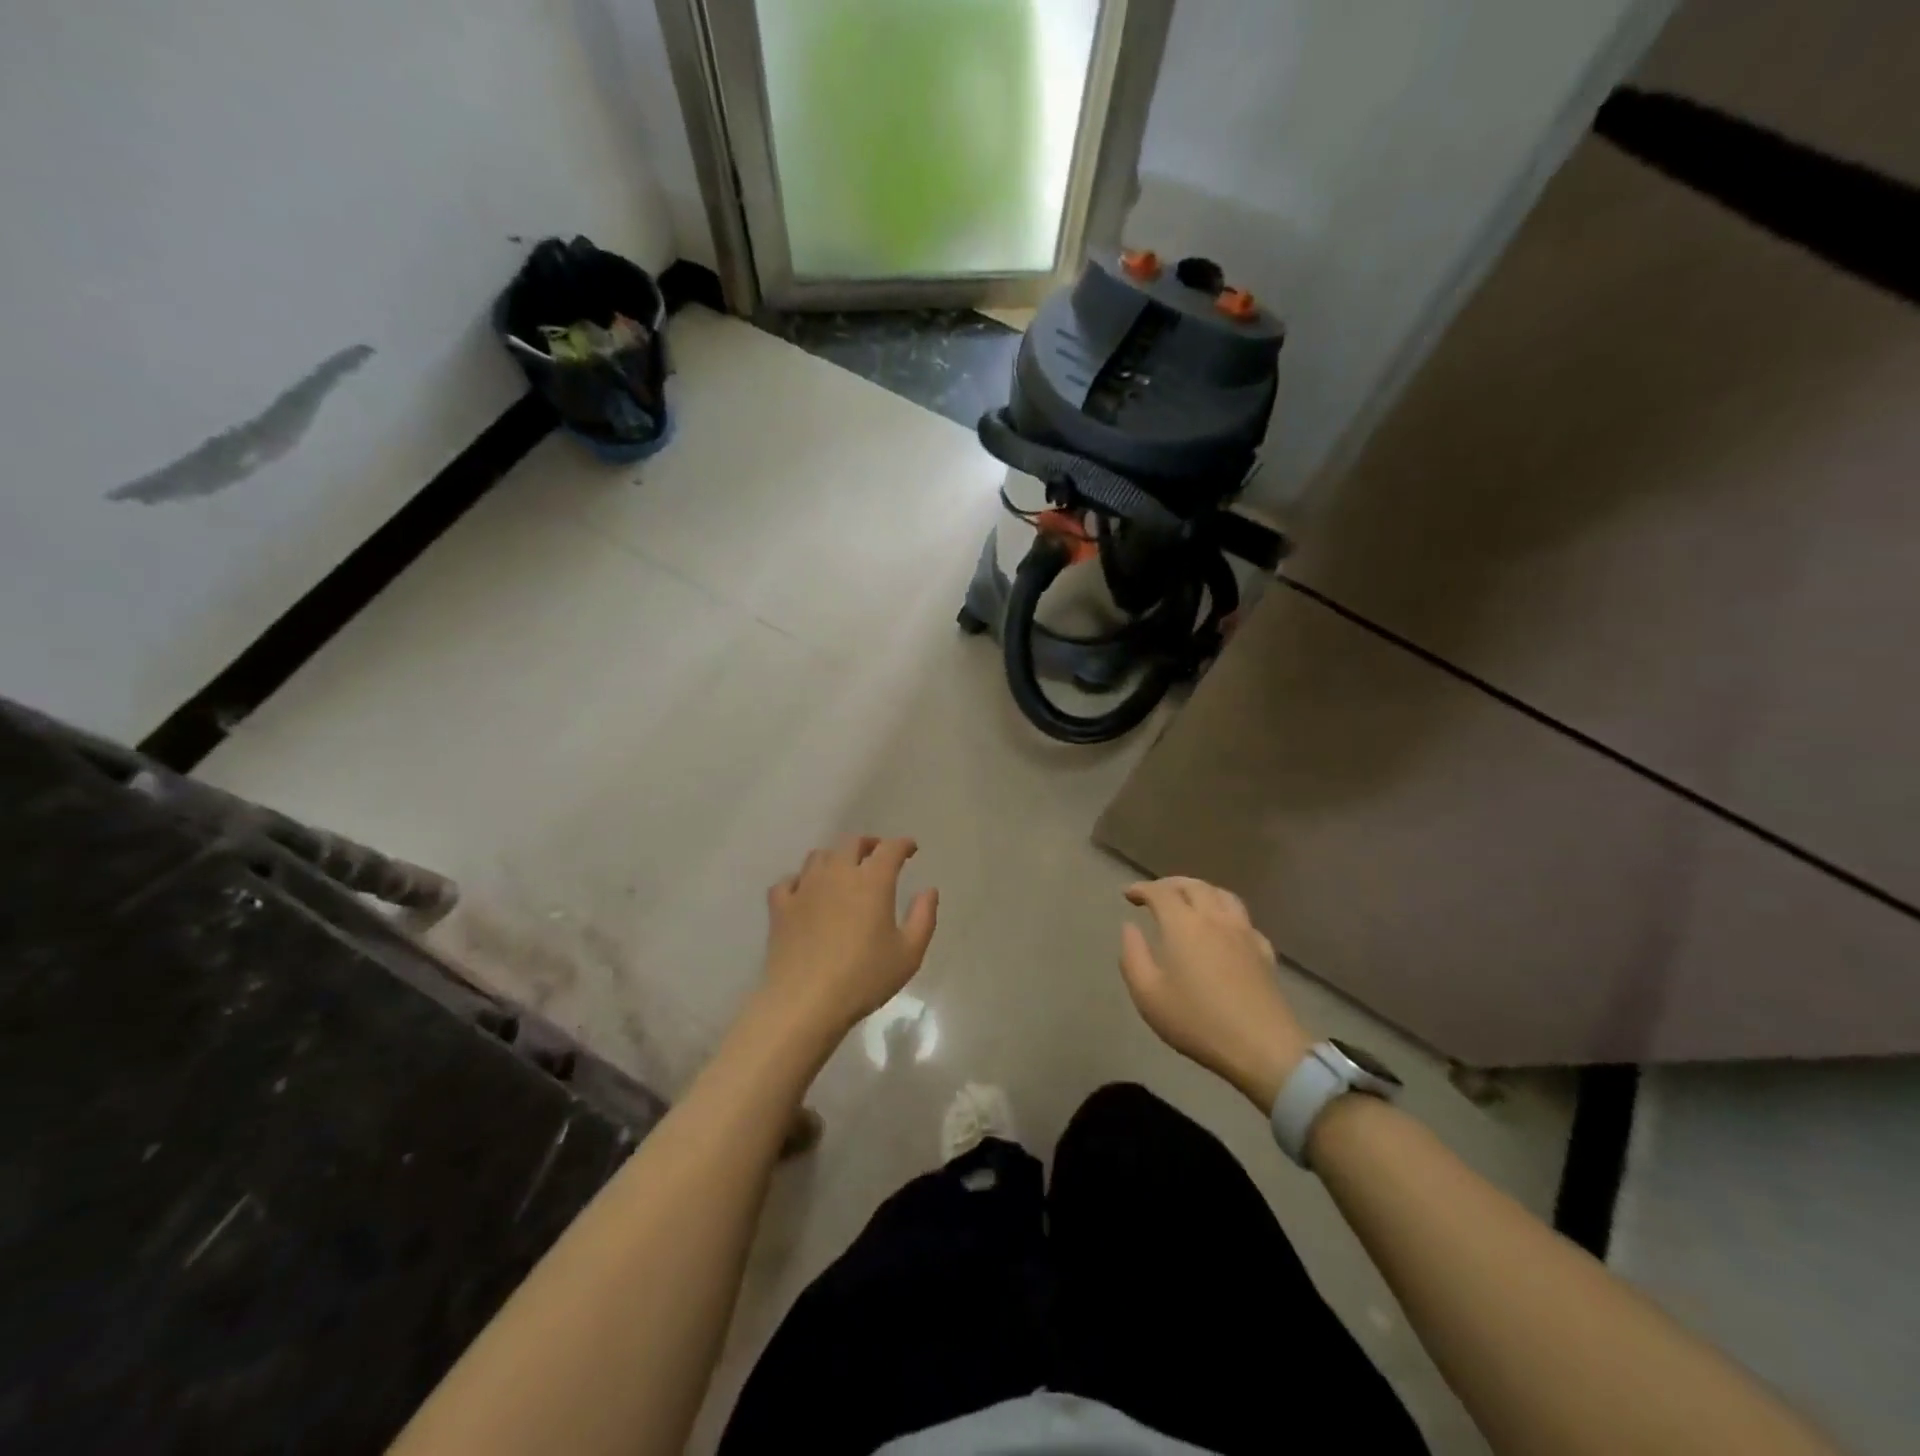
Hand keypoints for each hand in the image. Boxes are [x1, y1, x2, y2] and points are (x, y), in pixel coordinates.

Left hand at [761, 836, 938, 1039]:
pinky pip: (788, 882)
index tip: (910, 849)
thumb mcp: (909, 953)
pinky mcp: (780, 907)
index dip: (902, 844)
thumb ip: (924, 917)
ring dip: (835, 858)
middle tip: (877, 855)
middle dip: (868, 844)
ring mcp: (805, 888)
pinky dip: (800, 881)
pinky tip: (805, 892)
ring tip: (843, 871)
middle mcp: (837, 874)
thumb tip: (929, 890)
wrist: (804, 1001)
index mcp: (872, 881)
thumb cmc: (864, 978)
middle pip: (851, 843)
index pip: (890, 849)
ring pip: (819, 857)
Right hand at [1120, 877, 1312, 1111]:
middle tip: (1154, 893)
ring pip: (1222, 895)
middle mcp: (1214, 918)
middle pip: (1193, 886)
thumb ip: (1133, 956)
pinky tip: (1223, 928)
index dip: (1141, 888)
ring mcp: (1243, 932)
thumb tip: (1130, 928)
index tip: (1128, 894)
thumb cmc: (1197, 1021)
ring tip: (1189, 900)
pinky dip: (1225, 912)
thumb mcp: (1148, 994)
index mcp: (1183, 924)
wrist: (1262, 1047)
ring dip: (1200, 890)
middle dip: (1170, 884)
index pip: (1160, 892)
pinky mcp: (1264, 950)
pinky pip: (1242, 918)